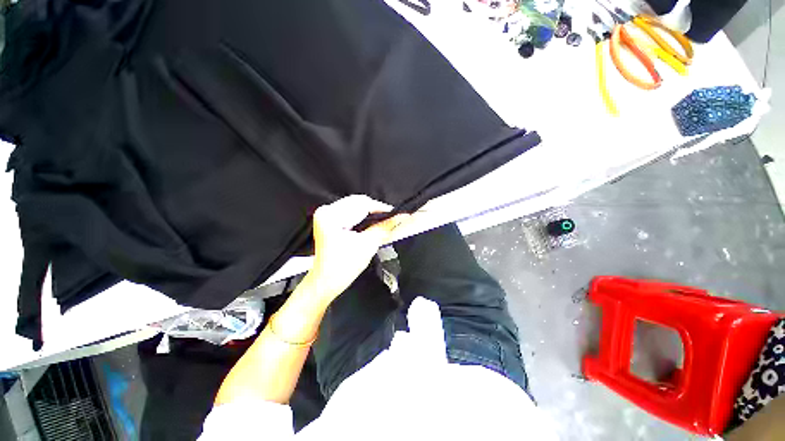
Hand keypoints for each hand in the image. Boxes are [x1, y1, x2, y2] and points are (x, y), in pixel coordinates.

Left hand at [301, 195, 409, 302]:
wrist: (325, 282)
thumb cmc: (343, 267)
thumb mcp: (367, 245)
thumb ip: (384, 228)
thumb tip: (401, 217)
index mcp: (331, 215)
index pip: (362, 203)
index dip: (381, 208)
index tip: (398, 213)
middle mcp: (326, 210)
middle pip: (357, 202)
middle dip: (376, 210)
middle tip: (392, 217)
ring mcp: (326, 214)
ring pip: (355, 206)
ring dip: (370, 213)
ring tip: (384, 220)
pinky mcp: (329, 220)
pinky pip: (350, 212)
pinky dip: (363, 216)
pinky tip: (372, 222)